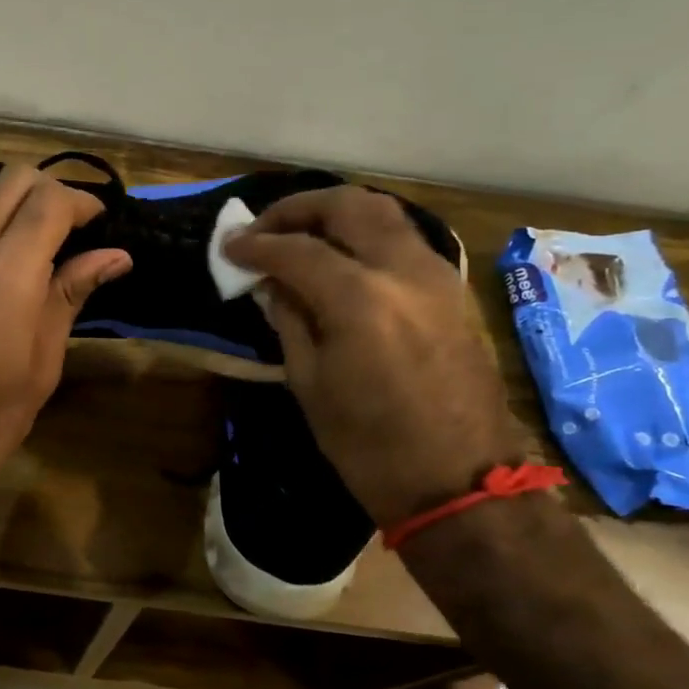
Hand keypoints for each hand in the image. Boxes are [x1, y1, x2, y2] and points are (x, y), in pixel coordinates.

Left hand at [0, 163, 131, 511]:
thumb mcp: (41, 363)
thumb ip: (70, 296)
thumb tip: (115, 256)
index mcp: (7, 275)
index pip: (49, 201)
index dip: (83, 202)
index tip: (100, 224)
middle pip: (11, 179)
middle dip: (49, 190)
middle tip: (71, 225)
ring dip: (12, 200)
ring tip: (34, 236)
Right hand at [222, 186, 520, 526]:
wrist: (459, 482)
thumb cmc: (369, 446)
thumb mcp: (310, 384)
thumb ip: (289, 320)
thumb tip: (271, 283)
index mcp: (361, 301)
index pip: (297, 250)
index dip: (256, 245)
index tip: (229, 247)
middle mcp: (404, 272)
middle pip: (348, 206)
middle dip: (299, 208)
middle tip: (264, 227)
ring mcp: (437, 277)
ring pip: (384, 213)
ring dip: (335, 213)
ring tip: (301, 234)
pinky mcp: (453, 291)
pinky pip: (404, 240)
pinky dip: (366, 233)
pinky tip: (343, 257)